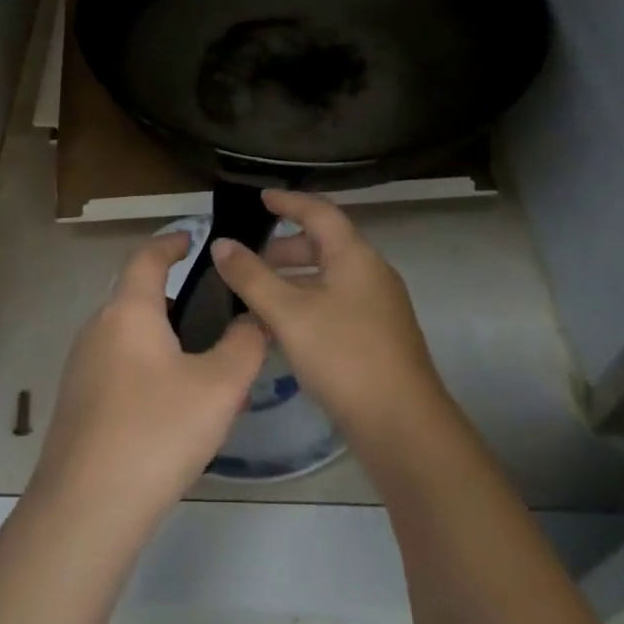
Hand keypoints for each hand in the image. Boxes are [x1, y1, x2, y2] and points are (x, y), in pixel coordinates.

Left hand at [30, 232, 266, 533]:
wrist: (87, 508)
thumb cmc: (157, 431)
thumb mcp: (219, 387)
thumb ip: (245, 345)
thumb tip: (255, 319)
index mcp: (128, 311)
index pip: (146, 257)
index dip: (170, 242)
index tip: (192, 237)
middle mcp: (97, 328)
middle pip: (135, 295)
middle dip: (173, 296)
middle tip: (214, 311)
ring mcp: (81, 366)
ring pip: (128, 335)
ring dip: (163, 336)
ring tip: (203, 363)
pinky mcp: (77, 402)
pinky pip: (118, 366)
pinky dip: (147, 366)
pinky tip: (173, 404)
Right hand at [212, 191, 446, 447]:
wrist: (403, 426)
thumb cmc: (344, 356)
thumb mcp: (289, 313)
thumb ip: (251, 277)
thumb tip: (221, 243)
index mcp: (355, 256)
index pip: (319, 212)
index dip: (289, 202)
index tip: (261, 198)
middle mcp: (371, 273)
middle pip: (324, 246)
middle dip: (285, 249)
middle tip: (250, 260)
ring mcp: (378, 307)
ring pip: (328, 279)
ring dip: (292, 282)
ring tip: (256, 299)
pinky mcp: (378, 337)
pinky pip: (335, 305)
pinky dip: (306, 306)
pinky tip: (282, 332)